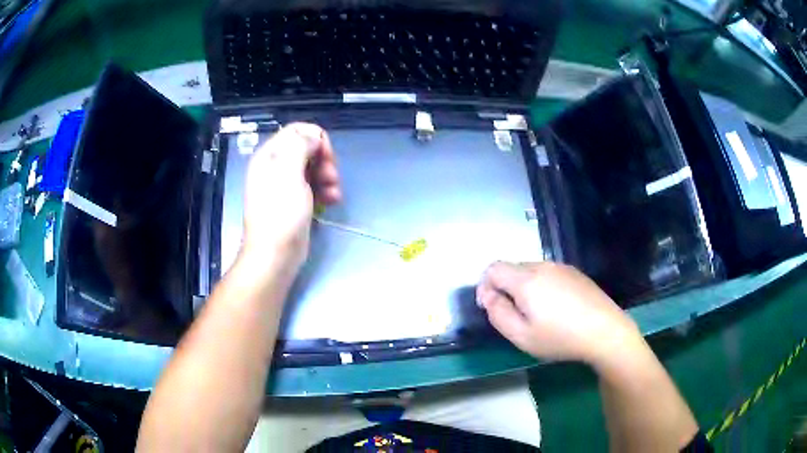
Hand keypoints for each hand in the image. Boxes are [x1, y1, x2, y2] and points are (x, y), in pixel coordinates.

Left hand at [240, 123, 340, 275]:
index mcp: (270, 155)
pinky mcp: (295, 201)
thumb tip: (314, 136)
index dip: (316, 138)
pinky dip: (325, 191)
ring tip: (334, 194)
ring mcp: (285, 185)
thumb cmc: (280, 214)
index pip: (296, 130)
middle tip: (332, 177)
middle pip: (307, 148)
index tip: (326, 156)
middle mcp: (276, 166)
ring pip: (313, 168)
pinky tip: (332, 201)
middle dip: (324, 160)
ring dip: (328, 177)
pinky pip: (313, 186)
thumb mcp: (288, 173)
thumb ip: (300, 146)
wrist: (275, 255)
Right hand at [476, 262, 642, 366]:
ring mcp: (561, 267)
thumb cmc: (560, 337)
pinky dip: (542, 286)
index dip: (485, 286)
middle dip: (505, 288)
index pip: (493, 268)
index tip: (491, 307)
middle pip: (512, 268)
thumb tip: (489, 296)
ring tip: (537, 314)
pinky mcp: (575, 273)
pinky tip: (556, 308)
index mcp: (526, 280)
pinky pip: (549, 274)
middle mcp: (542, 266)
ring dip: (524, 287)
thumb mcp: (522, 336)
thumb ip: (498, 314)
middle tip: (515, 315)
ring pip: (531, 271)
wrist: (605, 331)